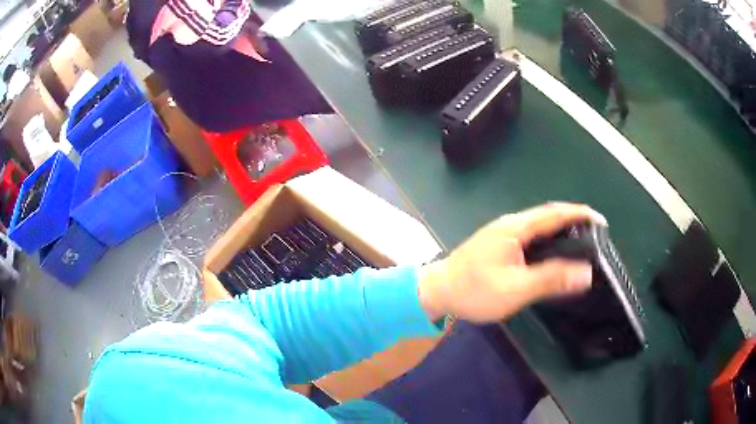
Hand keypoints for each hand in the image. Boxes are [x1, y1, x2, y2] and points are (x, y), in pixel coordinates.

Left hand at [418, 202, 606, 322]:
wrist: (436, 292)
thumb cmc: (474, 291)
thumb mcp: (516, 289)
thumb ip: (551, 279)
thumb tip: (585, 272)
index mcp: (515, 228)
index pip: (554, 213)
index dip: (579, 214)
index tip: (600, 220)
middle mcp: (510, 224)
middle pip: (547, 216)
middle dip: (572, 221)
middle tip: (594, 235)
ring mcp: (502, 234)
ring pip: (538, 227)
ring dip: (560, 230)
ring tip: (580, 243)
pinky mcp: (498, 245)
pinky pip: (530, 237)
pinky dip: (547, 241)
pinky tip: (553, 255)